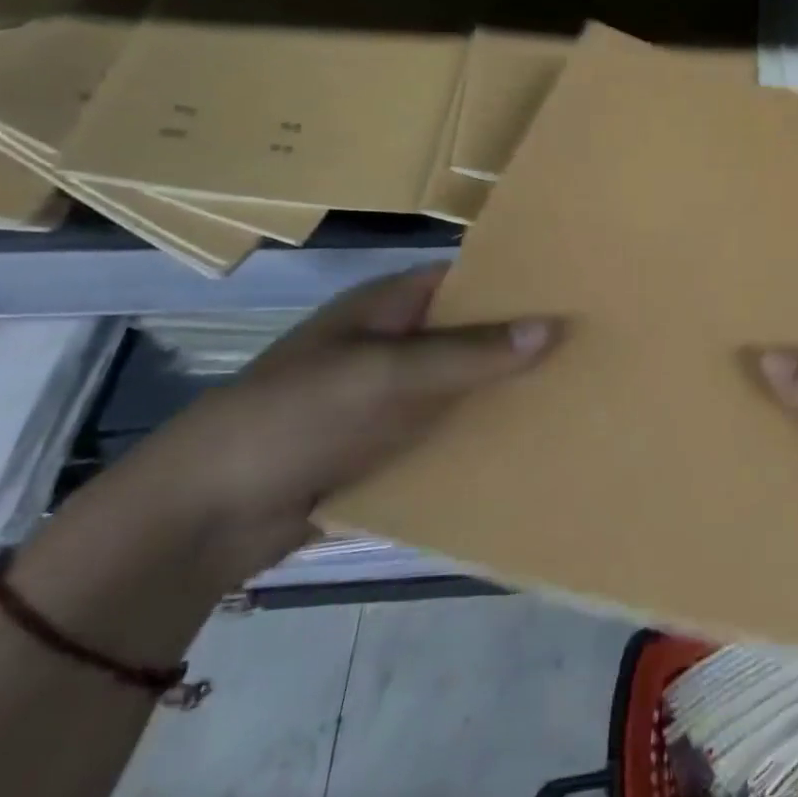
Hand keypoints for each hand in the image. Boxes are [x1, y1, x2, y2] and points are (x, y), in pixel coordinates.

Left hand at [80, 267, 558, 589]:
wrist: (203, 517)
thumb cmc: (294, 418)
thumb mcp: (384, 376)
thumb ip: (468, 354)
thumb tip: (552, 326)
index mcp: (389, 306)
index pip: (467, 279)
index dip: (518, 281)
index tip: (577, 290)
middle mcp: (396, 344)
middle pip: (472, 334)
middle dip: (523, 341)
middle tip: (594, 346)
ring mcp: (391, 398)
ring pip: (465, 386)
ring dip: (507, 392)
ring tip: (580, 393)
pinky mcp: (387, 447)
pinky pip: (448, 432)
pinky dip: (482, 436)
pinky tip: (533, 445)